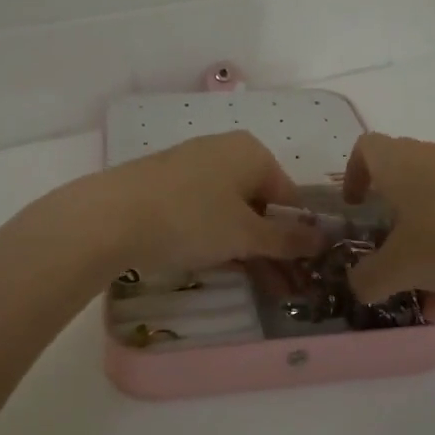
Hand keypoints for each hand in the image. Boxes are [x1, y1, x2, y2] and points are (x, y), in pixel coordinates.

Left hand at [92, 131, 323, 276]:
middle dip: (270, 245)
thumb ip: (287, 239)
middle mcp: (224, 149)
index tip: (297, 272)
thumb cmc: (191, 219)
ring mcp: (191, 164)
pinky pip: (202, 210)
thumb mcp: (245, 235)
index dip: (296, 235)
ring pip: (230, 209)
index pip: (289, 196)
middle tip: (277, 285)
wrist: (110, 217)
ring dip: (244, 245)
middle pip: (259, 202)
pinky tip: (209, 260)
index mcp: (252, 152)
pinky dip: (213, 235)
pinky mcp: (164, 182)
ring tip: (247, 281)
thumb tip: (324, 239)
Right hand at [341, 133, 434, 302]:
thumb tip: (358, 286)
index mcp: (399, 163)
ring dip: (431, 241)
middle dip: (396, 217)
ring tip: (434, 292)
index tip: (357, 205)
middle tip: (393, 250)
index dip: (355, 174)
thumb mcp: (398, 268)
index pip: (367, 148)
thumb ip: (370, 278)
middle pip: (405, 177)